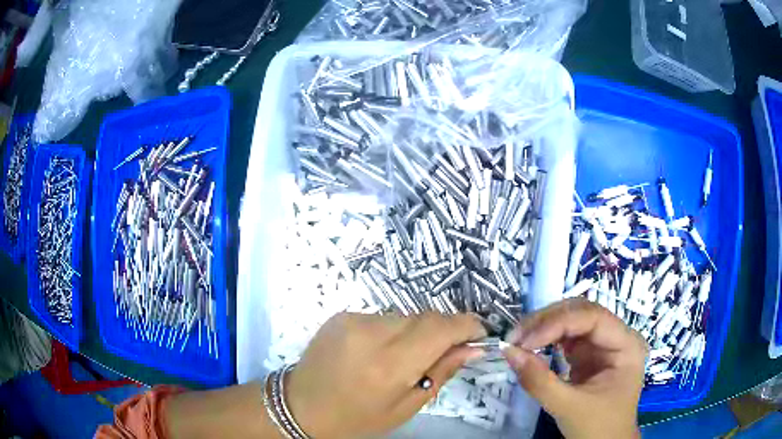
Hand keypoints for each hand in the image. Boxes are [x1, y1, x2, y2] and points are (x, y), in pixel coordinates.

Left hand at [285, 312, 485, 437]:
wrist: (301, 406)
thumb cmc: (357, 418)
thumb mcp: (405, 406)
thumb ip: (441, 372)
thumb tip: (474, 348)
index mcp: (389, 364)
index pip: (440, 328)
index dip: (466, 325)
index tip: (480, 333)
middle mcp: (370, 333)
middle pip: (425, 318)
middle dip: (443, 330)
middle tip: (446, 351)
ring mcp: (352, 320)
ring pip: (404, 316)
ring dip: (416, 332)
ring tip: (405, 357)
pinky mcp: (340, 315)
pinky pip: (382, 317)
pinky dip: (392, 331)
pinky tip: (380, 351)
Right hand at [503, 298, 646, 438]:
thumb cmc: (597, 428)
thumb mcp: (568, 407)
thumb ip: (539, 381)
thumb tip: (508, 351)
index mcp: (627, 345)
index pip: (592, 318)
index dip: (557, 323)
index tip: (524, 341)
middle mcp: (617, 337)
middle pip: (582, 313)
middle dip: (547, 321)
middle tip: (515, 337)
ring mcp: (603, 344)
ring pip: (572, 320)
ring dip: (544, 327)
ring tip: (518, 340)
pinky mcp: (589, 354)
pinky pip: (567, 337)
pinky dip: (547, 339)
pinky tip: (531, 346)